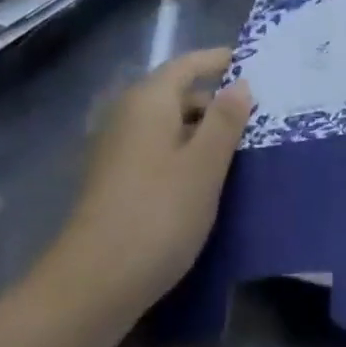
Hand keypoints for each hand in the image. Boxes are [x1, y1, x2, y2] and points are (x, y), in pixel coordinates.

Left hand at [54, 48, 253, 317]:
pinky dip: (182, 155)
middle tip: (255, 117)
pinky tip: (204, 182)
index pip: (188, 64)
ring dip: (200, 132)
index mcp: (149, 100)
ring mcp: (116, 150)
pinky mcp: (113, 182)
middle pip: (177, 94)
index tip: (249, 62)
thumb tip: (240, 84)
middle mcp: (128, 114)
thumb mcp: (204, 166)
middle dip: (215, 102)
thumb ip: (225, 120)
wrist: (90, 286)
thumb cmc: (157, 214)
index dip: (218, 60)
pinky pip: (156, 151)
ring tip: (238, 151)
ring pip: (167, 126)